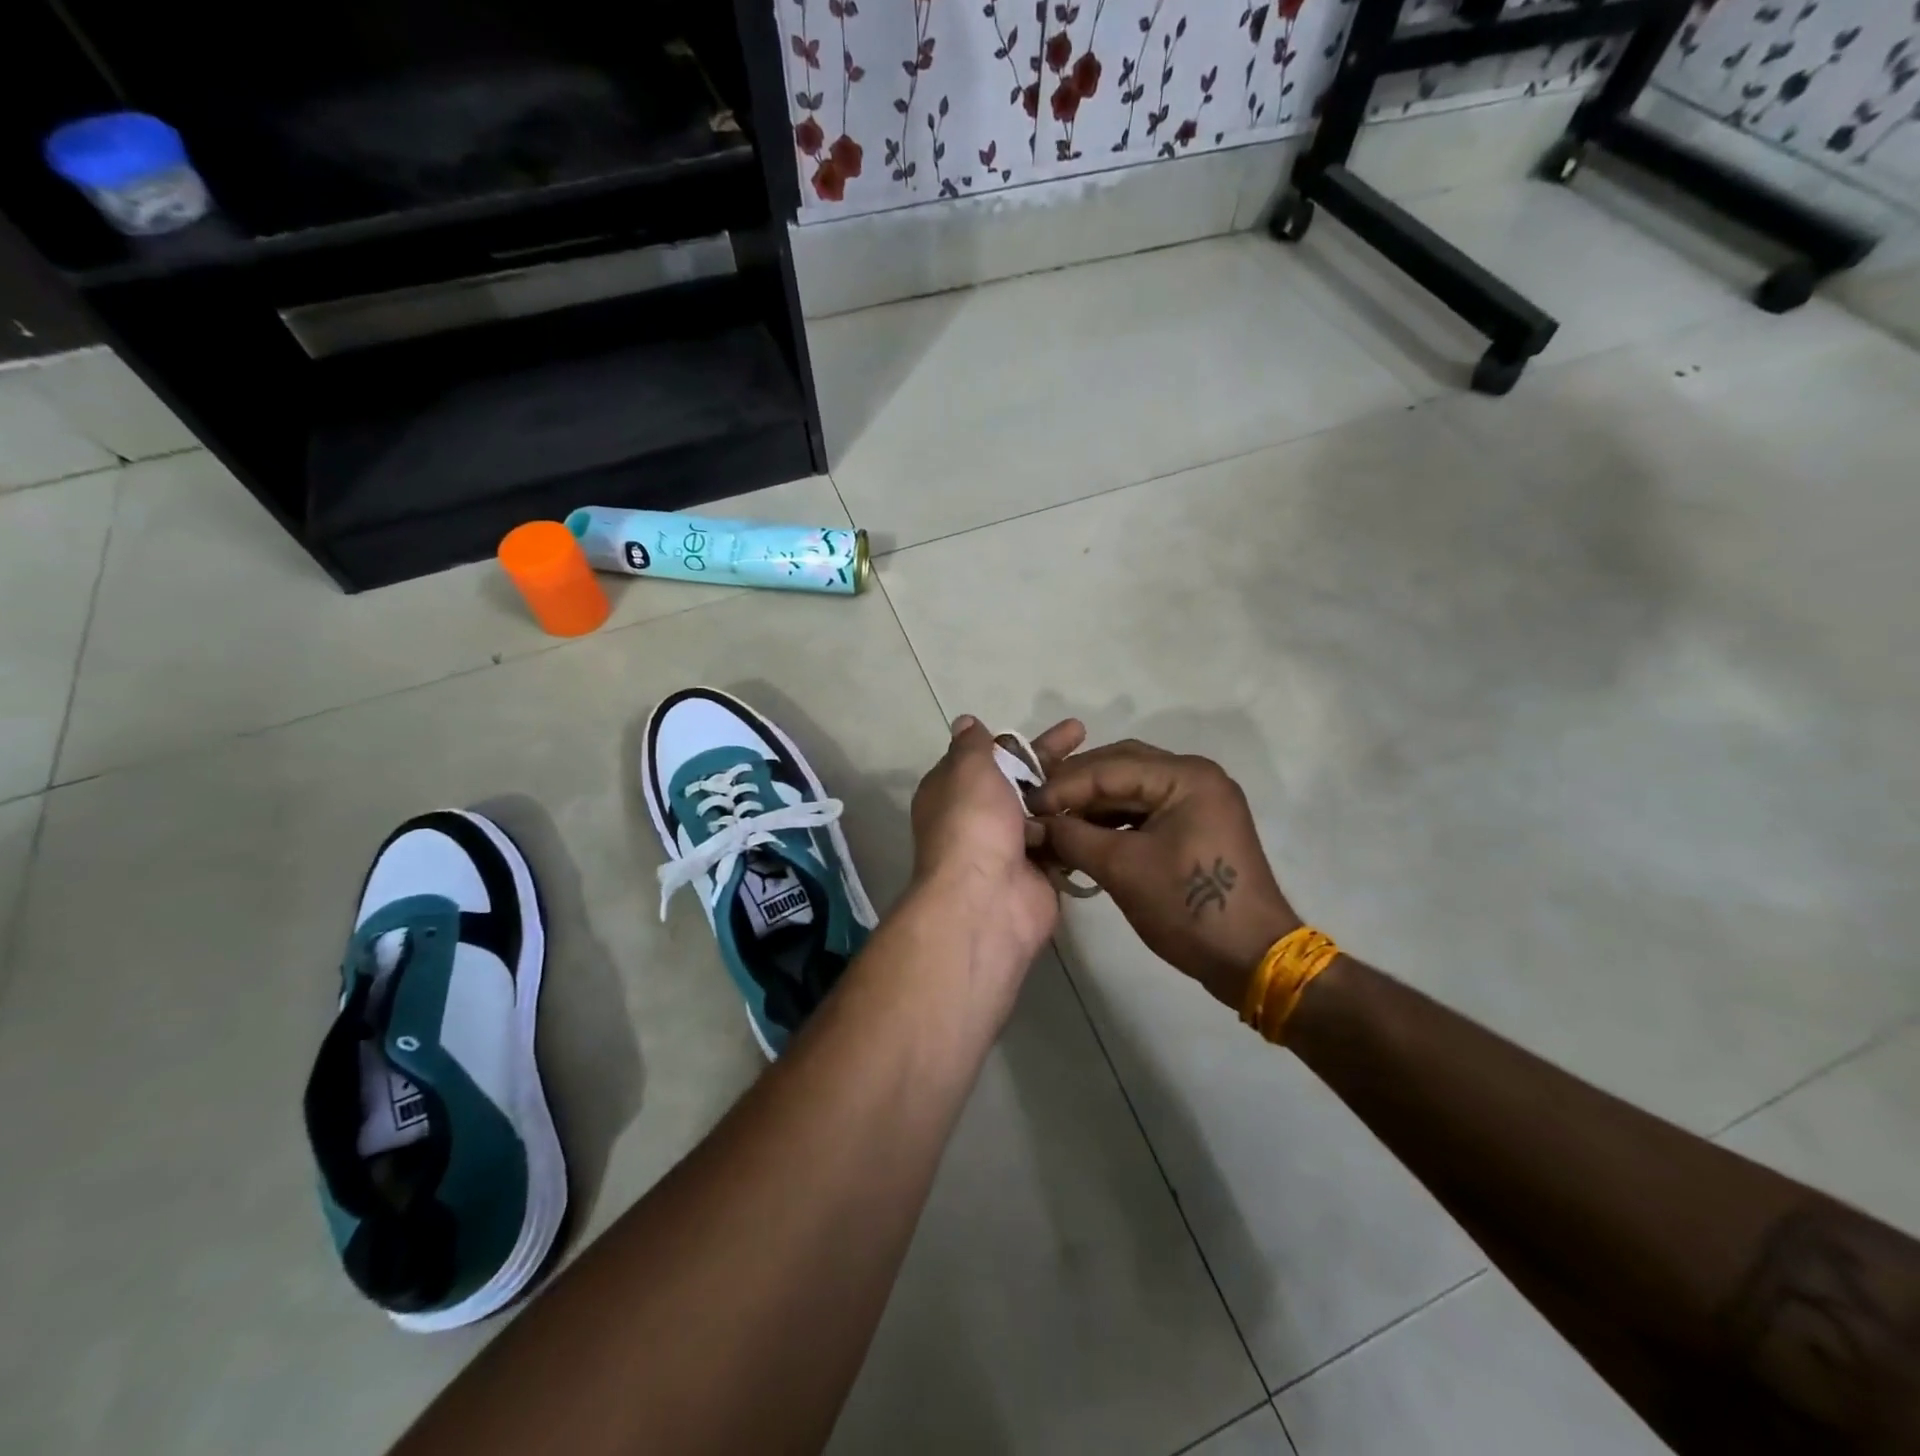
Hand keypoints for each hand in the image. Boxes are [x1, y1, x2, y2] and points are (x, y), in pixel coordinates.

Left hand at [909, 716, 1085, 968]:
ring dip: (1069, 791)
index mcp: (953, 791)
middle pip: (1020, 780)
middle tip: (1085, 733)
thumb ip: (972, 745)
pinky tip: (1108, 804)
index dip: (1015, 741)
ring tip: (1105, 768)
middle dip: (1051, 758)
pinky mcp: (1039, 870)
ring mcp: (1010, 846)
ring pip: (1044, 809)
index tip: (1044, 727)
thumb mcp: (967, 770)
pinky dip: (1078, 824)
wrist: (986, 901)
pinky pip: (1061, 840)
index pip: (986, 758)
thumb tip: (965, 723)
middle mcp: (979, 817)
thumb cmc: (972, 824)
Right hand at [1031, 742, 1299, 1009]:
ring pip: (1130, 788)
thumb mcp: (1123, 869)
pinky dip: (1112, 820)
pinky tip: (1083, 835)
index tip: (1024, 806)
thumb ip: (1072, 837)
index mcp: (1185, 776)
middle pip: (1120, 766)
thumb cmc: (1190, 908)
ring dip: (1091, 803)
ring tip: (1054, 823)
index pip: (1109, 767)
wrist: (1251, 958)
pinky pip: (1144, 809)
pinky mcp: (1194, 824)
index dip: (1062, 785)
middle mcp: (1194, 776)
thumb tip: (1032, 824)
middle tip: (1036, 808)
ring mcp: (1197, 800)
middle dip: (1075, 787)